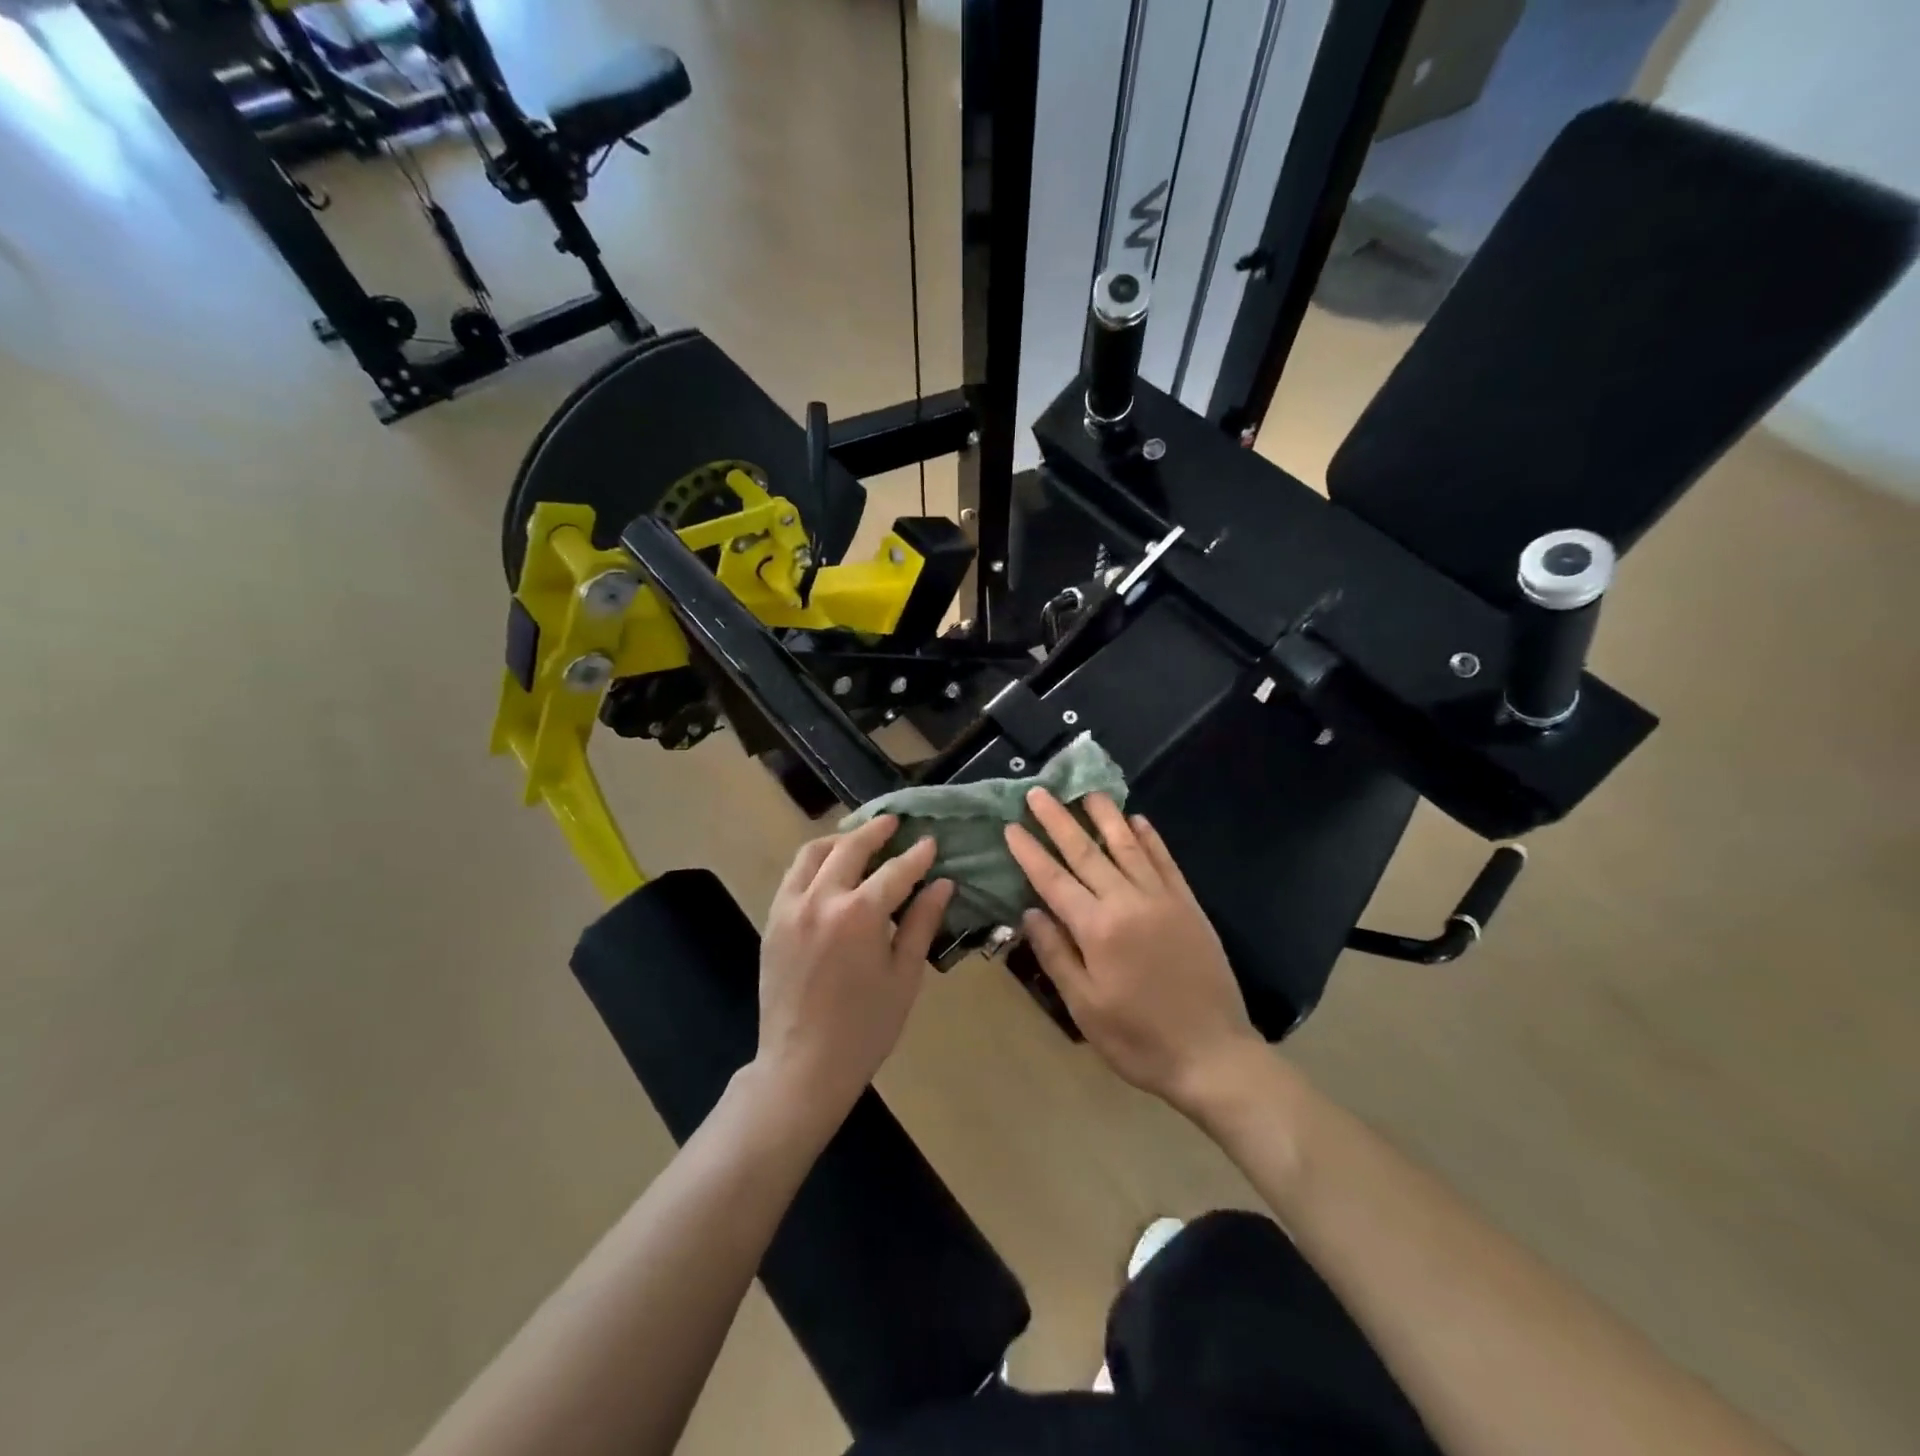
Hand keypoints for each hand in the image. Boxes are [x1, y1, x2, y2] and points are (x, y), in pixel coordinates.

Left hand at [754, 815, 954, 1124]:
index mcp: (860, 914)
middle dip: (876, 830)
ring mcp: (791, 907)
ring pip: (813, 853)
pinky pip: (793, 875)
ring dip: (840, 838)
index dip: (917, 855)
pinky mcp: (773, 920)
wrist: (803, 1065)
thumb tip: (942, 884)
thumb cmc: (865, 1027)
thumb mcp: (904, 976)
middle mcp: (822, 899)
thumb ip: (921, 923)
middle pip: (851, 847)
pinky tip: (829, 867)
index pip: (895, 870)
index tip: (931, 841)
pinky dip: (814, 861)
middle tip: (894, 822)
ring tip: (859, 837)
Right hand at [1005, 790, 1265, 1117]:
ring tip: (1086, 790)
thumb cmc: (1138, 1039)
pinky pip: (1166, 861)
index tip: (1011, 826)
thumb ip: (1056, 954)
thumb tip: (1030, 912)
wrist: (1213, 1056)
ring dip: (1104, 815)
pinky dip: (1150, 838)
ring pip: (1127, 846)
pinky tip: (1138, 820)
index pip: (1053, 879)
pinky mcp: (1189, 905)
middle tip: (1038, 792)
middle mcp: (1128, 901)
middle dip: (1058, 820)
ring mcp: (1163, 899)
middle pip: (1086, 852)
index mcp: (1097, 928)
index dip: (1030, 852)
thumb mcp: (1083, 1007)